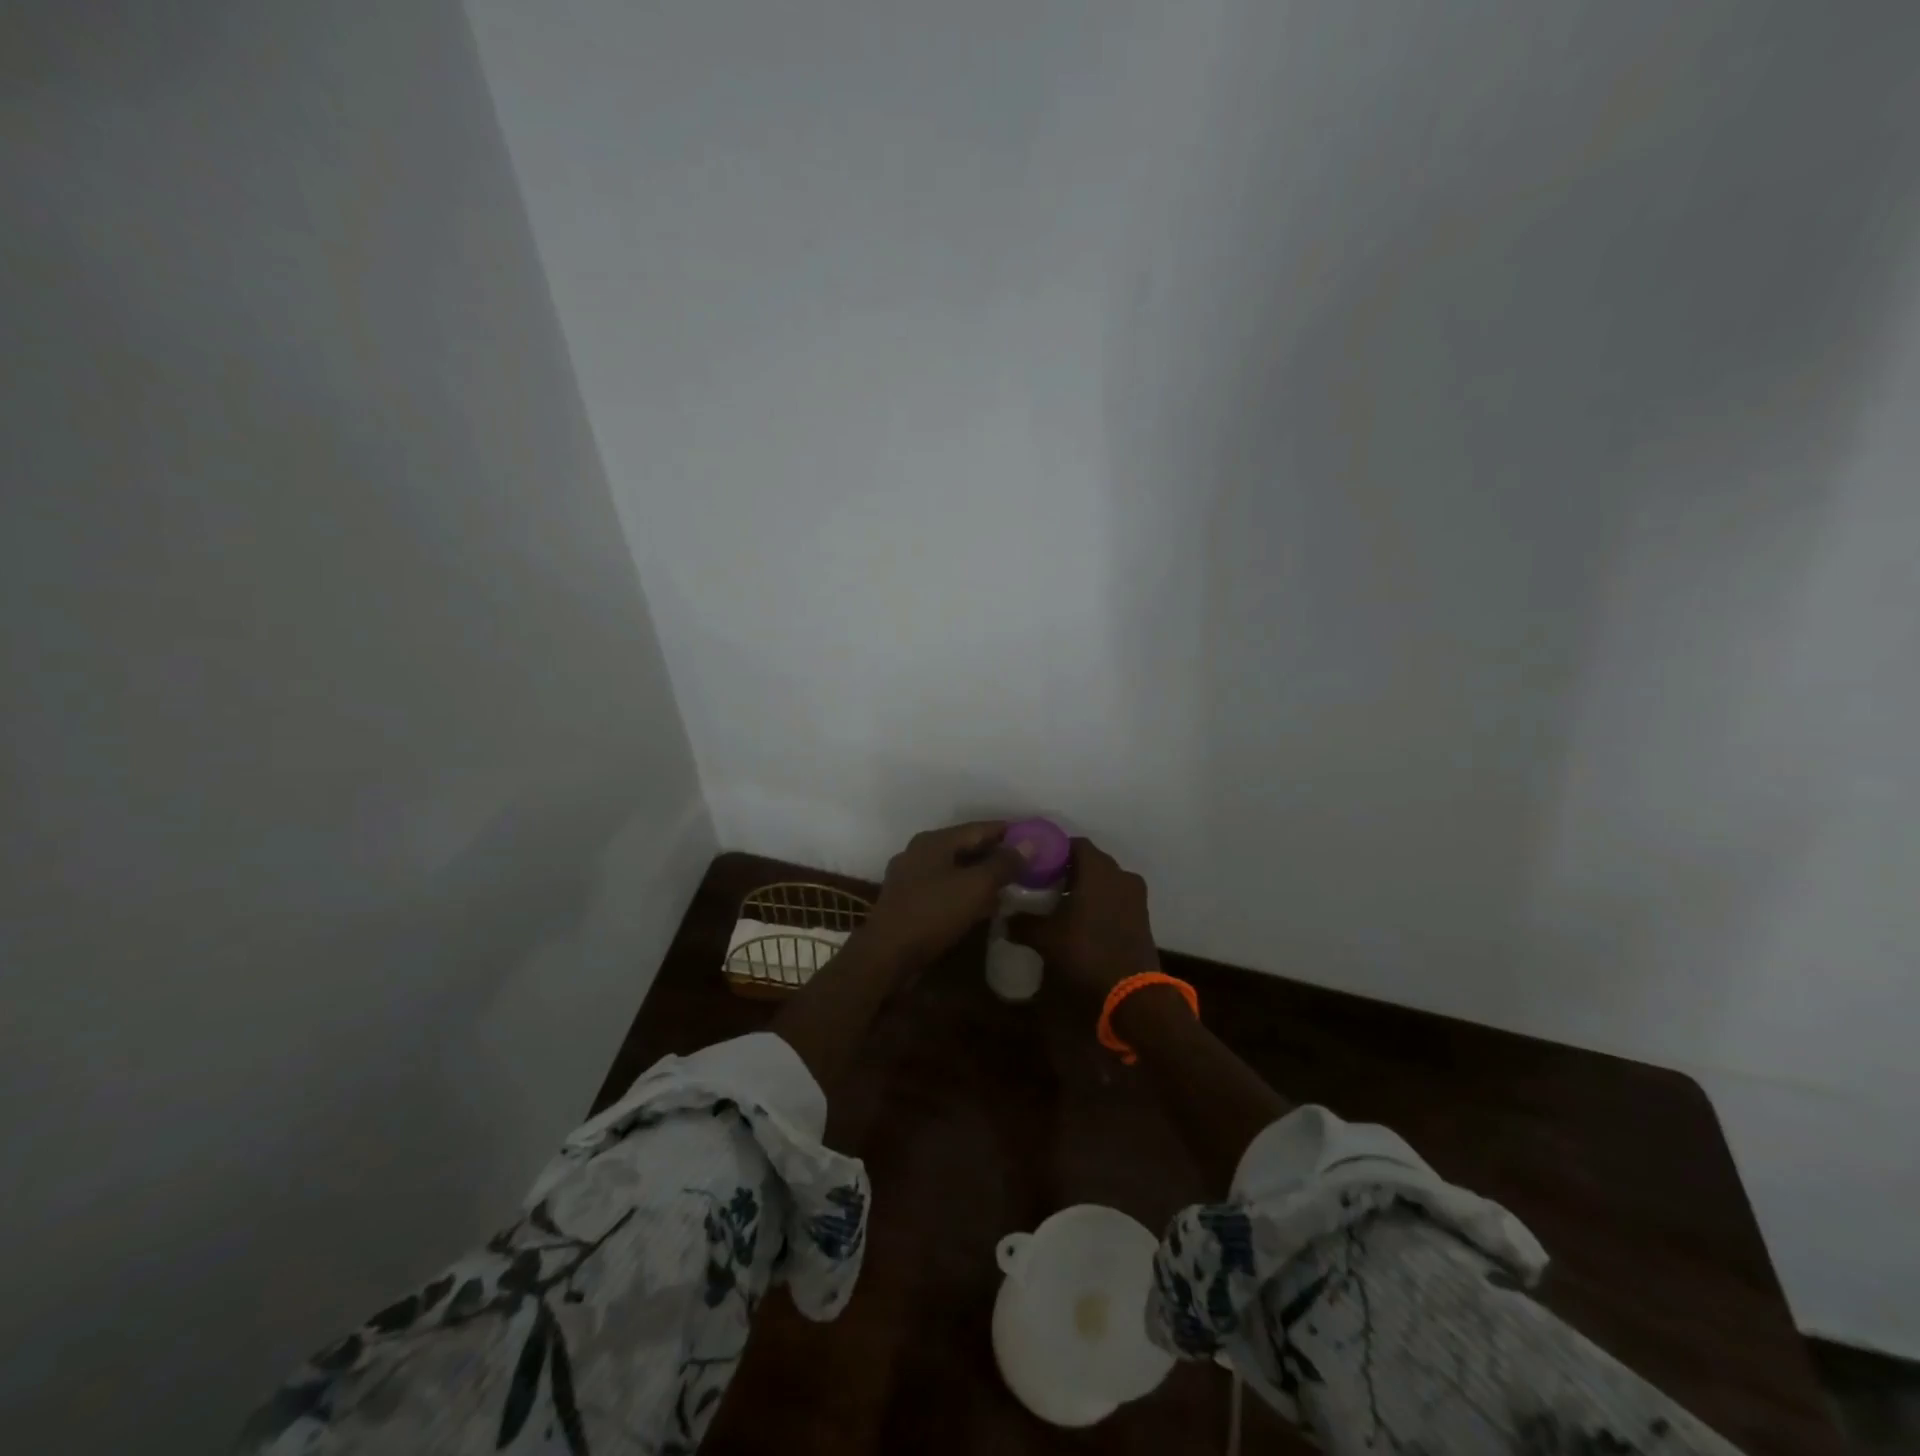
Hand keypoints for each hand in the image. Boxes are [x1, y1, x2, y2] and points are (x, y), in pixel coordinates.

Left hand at [858, 821, 1028, 969]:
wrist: (886, 955)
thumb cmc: (932, 913)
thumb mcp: (975, 886)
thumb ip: (1003, 864)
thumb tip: (1029, 843)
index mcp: (934, 841)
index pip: (979, 828)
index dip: (1008, 832)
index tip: (1033, 837)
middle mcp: (919, 853)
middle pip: (965, 848)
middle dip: (996, 855)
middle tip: (1026, 864)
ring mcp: (910, 878)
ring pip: (955, 870)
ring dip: (982, 877)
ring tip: (1010, 886)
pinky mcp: (908, 902)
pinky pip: (945, 890)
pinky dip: (966, 893)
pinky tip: (984, 907)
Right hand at [1007, 838, 1158, 998]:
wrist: (1132, 993)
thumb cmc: (1086, 952)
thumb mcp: (1046, 938)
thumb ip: (1024, 923)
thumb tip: (1005, 919)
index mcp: (1098, 870)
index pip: (1075, 844)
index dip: (1054, 850)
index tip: (1036, 863)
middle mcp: (1121, 875)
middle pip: (1091, 861)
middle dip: (1069, 869)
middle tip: (1044, 883)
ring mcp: (1136, 896)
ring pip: (1106, 880)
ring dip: (1086, 887)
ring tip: (1060, 902)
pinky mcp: (1142, 917)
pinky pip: (1117, 898)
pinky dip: (1100, 902)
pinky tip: (1082, 920)